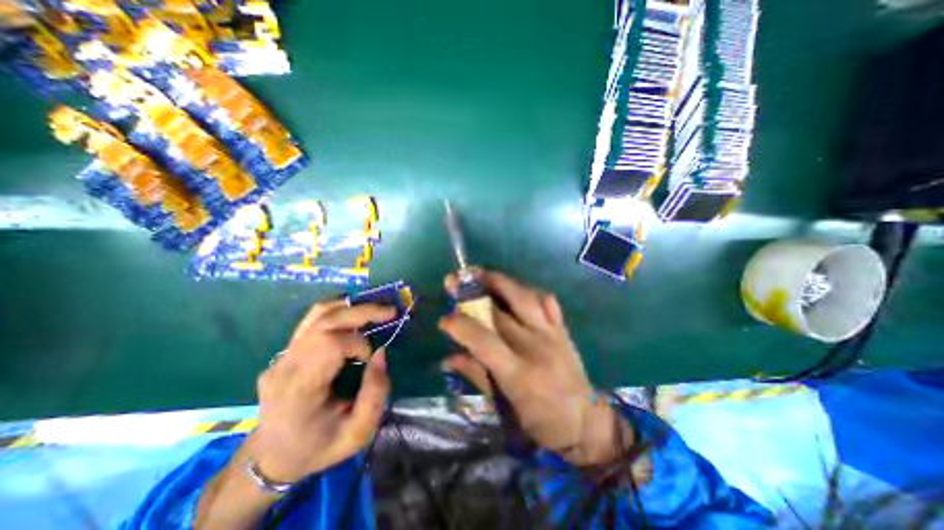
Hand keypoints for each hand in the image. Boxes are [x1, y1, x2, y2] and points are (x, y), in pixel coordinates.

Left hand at [247, 301, 394, 481]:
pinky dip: (339, 311)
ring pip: (318, 313)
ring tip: (376, 309)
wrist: (272, 457)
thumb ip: (375, 394)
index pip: (330, 343)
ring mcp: (282, 356)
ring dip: (351, 306)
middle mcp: (286, 366)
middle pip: (325, 320)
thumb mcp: (358, 433)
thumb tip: (381, 353)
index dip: (358, 344)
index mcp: (300, 389)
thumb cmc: (318, 448)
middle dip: (362, 312)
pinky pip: (314, 320)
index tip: (370, 359)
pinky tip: (356, 314)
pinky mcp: (286, 351)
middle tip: (389, 311)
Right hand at [442, 272, 632, 464]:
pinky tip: (515, 289)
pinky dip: (528, 290)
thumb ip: (477, 376)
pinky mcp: (562, 328)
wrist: (587, 422)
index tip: (444, 320)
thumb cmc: (542, 422)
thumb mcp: (506, 408)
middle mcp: (535, 346)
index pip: (483, 340)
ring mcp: (551, 333)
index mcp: (518, 373)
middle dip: (473, 293)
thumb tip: (448, 359)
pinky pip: (546, 299)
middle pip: (500, 311)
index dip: (460, 325)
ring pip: (524, 296)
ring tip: (481, 275)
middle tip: (454, 282)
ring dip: (499, 281)